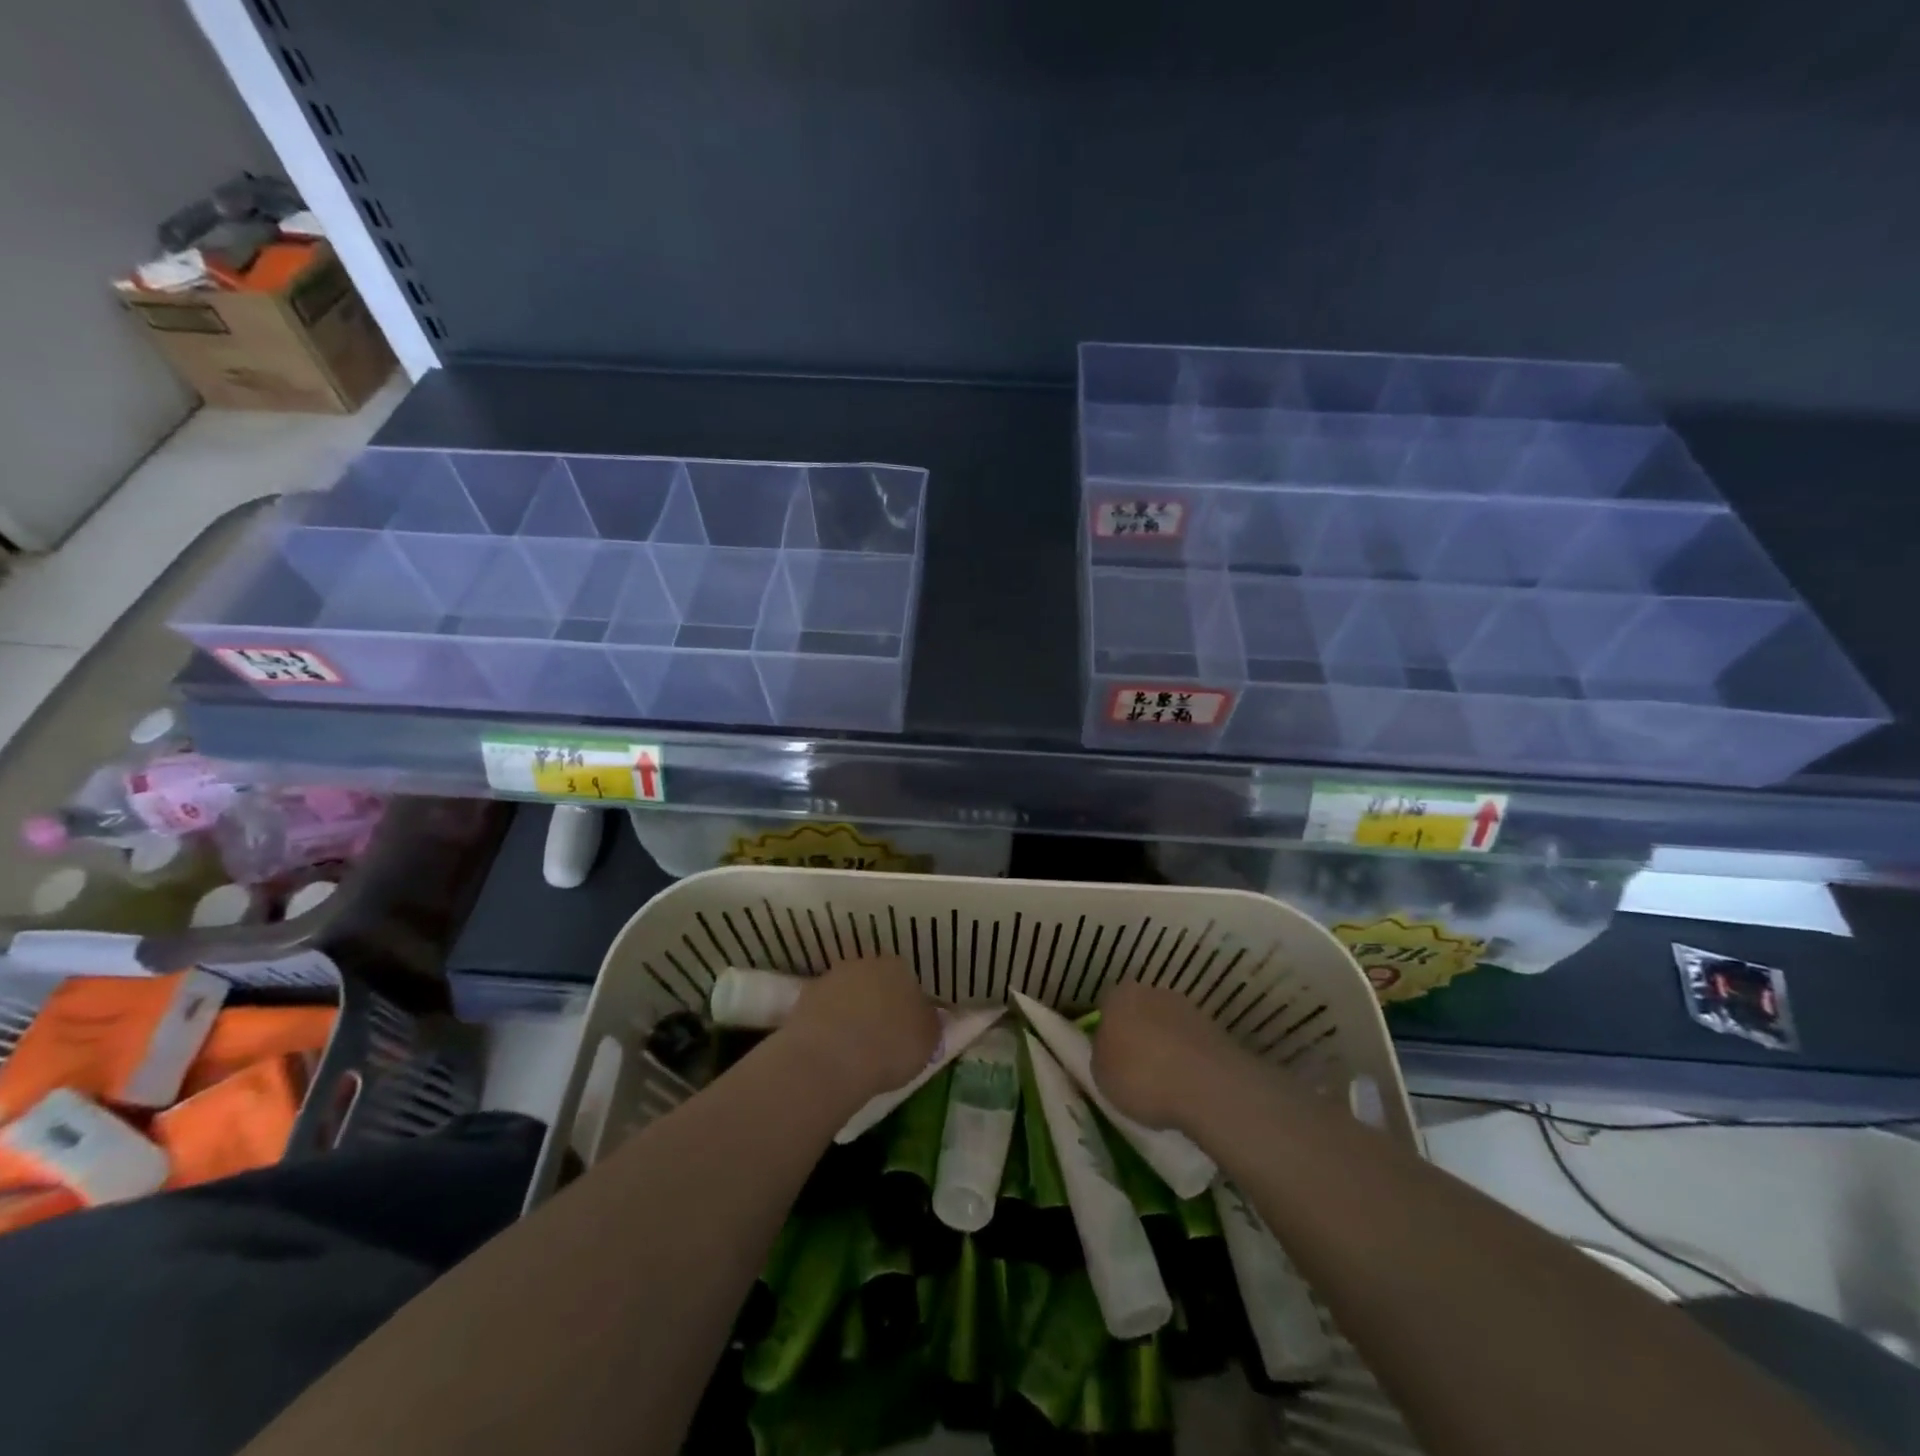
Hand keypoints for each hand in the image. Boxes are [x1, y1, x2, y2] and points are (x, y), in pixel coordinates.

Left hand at [783, 956, 940, 1105]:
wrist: (832, 1058)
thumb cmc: (891, 1047)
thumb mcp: (928, 1041)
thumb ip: (930, 1024)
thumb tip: (928, 1017)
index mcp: (899, 967)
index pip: (908, 981)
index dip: (908, 1006)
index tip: (907, 1030)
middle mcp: (865, 963)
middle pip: (875, 982)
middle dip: (878, 1003)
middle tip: (881, 1037)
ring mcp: (832, 978)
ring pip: (847, 994)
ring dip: (851, 1012)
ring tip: (854, 1047)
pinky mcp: (804, 998)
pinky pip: (823, 1010)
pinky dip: (827, 1025)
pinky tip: (830, 1049)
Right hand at [1091, 980, 1235, 1131]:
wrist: (1207, 1086)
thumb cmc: (1140, 1076)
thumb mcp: (1100, 1074)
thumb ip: (1102, 1055)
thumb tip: (1110, 1050)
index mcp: (1119, 996)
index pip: (1106, 1006)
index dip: (1107, 1030)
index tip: (1109, 1056)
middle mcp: (1153, 991)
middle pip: (1139, 1010)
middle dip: (1138, 1033)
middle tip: (1136, 1067)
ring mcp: (1188, 1008)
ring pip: (1167, 1024)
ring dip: (1165, 1044)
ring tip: (1165, 1080)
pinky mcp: (1215, 1028)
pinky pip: (1191, 1042)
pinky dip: (1188, 1058)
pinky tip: (1187, 1083)